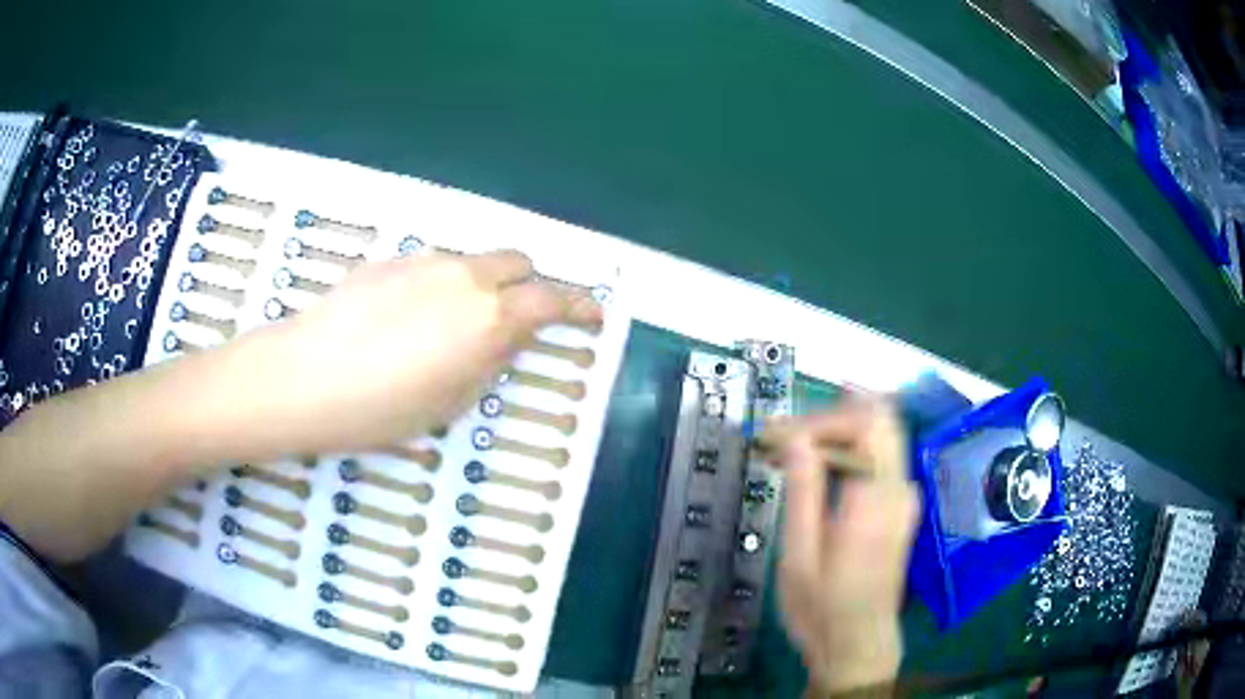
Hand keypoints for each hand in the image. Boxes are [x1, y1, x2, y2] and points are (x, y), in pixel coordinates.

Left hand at [236, 250, 600, 453]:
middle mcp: (464, 276)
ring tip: (449, 328)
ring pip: (472, 262)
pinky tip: (406, 320)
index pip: (552, 300)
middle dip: (528, 286)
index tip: (594, 314)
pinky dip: (440, 286)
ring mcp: (424, 262)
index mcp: (488, 316)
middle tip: (515, 322)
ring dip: (481, 286)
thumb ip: (490, 361)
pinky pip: (432, 267)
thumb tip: (506, 337)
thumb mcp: (451, 402)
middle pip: (517, 262)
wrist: (305, 378)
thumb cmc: (381, 408)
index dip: (580, 307)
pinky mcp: (389, 260)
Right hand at [764, 397, 919, 696]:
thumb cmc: (822, 609)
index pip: (864, 424)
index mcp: (876, 500)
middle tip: (783, 437)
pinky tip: (815, 471)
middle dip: (829, 417)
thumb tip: (795, 436)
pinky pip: (879, 458)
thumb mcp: (800, 555)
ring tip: (790, 452)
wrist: (858, 644)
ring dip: (836, 433)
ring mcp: (905, 496)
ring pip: (880, 434)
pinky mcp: (901, 506)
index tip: (776, 437)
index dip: (819, 420)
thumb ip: (804, 490)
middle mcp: (900, 489)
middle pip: (879, 418)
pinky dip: (847, 452)